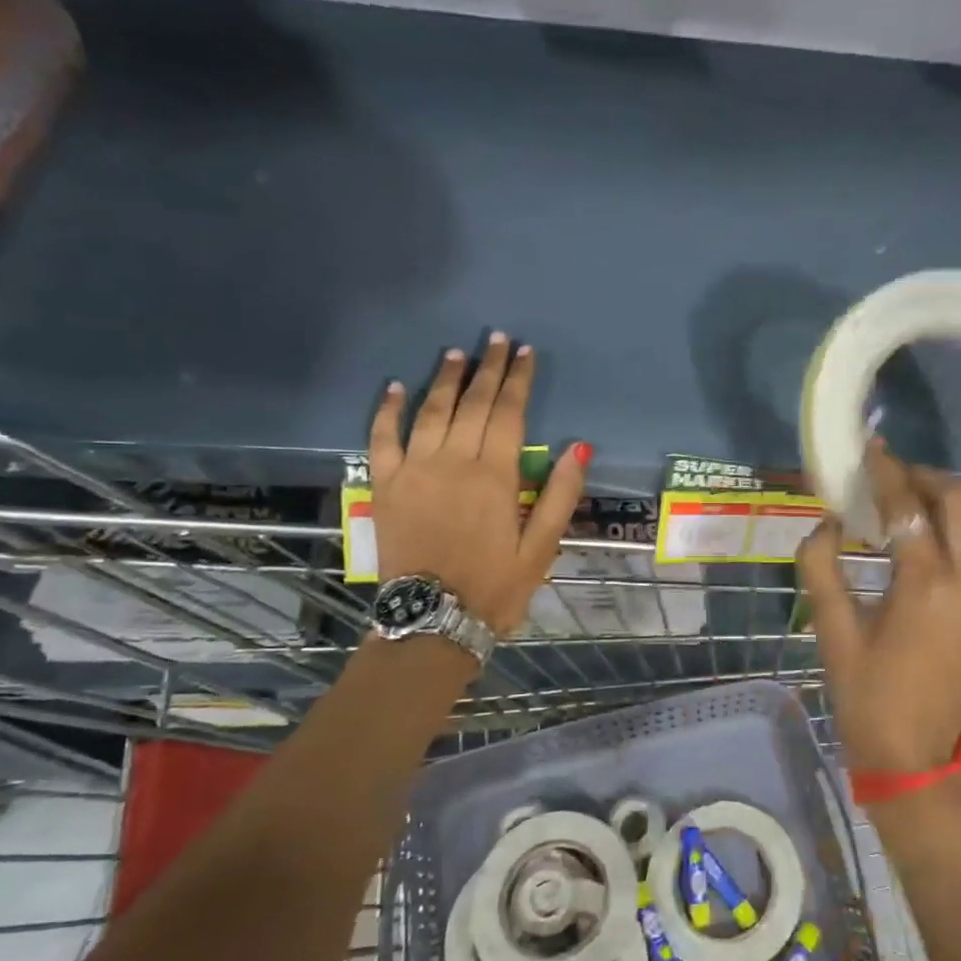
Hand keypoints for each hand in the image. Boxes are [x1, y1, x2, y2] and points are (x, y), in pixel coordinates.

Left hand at [368, 333, 588, 633]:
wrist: (432, 621)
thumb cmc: (495, 586)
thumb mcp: (541, 548)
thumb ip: (558, 495)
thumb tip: (578, 446)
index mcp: (494, 476)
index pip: (508, 413)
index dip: (518, 380)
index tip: (525, 353)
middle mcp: (452, 462)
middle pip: (471, 404)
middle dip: (487, 369)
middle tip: (496, 339)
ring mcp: (413, 471)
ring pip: (429, 412)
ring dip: (444, 379)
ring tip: (457, 353)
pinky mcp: (384, 486)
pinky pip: (381, 439)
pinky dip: (387, 411)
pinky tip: (393, 387)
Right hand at [796, 438, 960, 776]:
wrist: (918, 756)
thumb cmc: (867, 698)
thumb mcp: (832, 634)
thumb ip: (822, 570)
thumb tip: (827, 522)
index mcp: (924, 587)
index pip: (909, 509)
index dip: (887, 472)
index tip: (871, 448)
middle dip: (928, 476)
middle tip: (893, 477)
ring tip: (926, 495)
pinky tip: (950, 524)